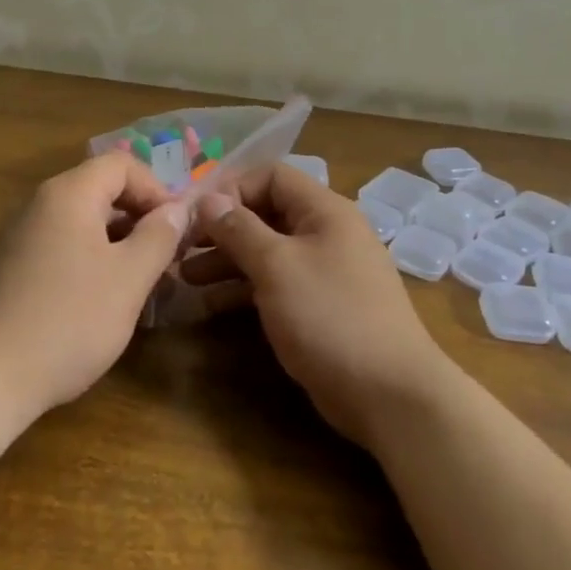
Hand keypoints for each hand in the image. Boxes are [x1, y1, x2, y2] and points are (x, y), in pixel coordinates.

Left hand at [0, 152, 186, 418]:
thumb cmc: (68, 321)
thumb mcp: (129, 278)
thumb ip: (159, 236)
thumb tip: (177, 209)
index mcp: (69, 194)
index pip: (122, 164)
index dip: (157, 189)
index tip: (176, 230)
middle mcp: (40, 204)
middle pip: (101, 189)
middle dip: (140, 216)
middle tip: (166, 256)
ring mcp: (21, 236)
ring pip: (83, 221)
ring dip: (119, 241)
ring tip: (142, 281)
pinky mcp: (13, 268)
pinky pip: (63, 246)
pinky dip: (92, 259)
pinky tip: (104, 300)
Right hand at [183, 165, 454, 445]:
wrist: (389, 393)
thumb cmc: (329, 316)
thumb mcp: (277, 266)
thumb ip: (240, 229)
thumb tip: (209, 199)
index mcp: (324, 210)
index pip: (271, 176)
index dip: (231, 189)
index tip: (194, 214)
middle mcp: (326, 233)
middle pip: (266, 214)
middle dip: (222, 229)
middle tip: (180, 249)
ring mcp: (324, 272)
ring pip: (267, 252)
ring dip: (227, 261)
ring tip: (185, 278)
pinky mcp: (319, 307)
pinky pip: (276, 284)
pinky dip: (244, 290)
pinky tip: (209, 305)